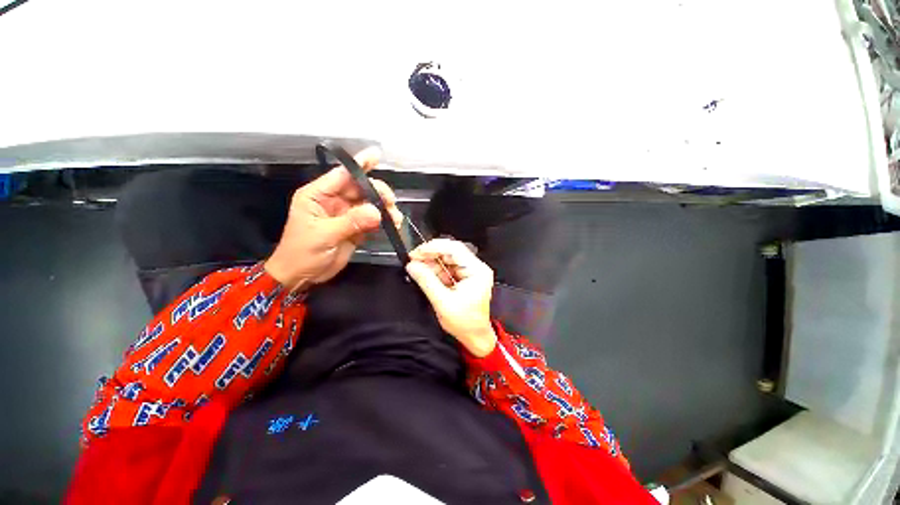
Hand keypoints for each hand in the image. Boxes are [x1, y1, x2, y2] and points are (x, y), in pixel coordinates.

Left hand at [264, 147, 402, 290]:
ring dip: (384, 209)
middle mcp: (334, 200)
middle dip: (377, 192)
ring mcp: (346, 214)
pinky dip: (384, 221)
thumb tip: (377, 213)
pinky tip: (393, 224)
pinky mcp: (356, 228)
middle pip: (360, 189)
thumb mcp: (323, 235)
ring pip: (369, 204)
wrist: (302, 276)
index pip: (342, 175)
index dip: (359, 165)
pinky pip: (372, 220)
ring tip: (395, 218)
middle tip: (390, 202)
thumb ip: (351, 222)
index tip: (377, 155)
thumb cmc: (302, 252)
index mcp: (318, 195)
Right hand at [406, 239, 497, 356]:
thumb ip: (426, 281)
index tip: (417, 252)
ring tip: (418, 269)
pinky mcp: (465, 277)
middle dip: (431, 255)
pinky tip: (427, 275)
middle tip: (414, 260)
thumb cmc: (464, 322)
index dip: (434, 247)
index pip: (455, 248)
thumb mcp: (443, 302)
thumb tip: (412, 265)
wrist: (474, 335)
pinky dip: (436, 270)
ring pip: (447, 259)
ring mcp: (471, 271)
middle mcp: (476, 267)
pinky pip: (448, 267)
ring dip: (432, 263)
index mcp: (476, 271)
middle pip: (451, 251)